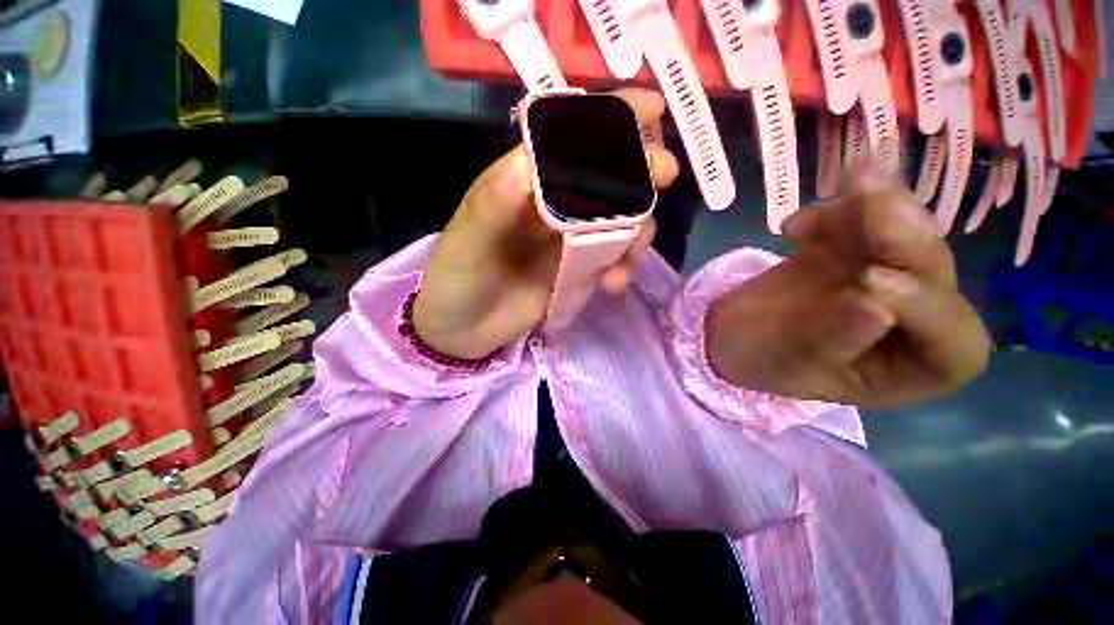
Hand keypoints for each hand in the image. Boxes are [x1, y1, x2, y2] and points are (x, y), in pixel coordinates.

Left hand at [414, 89, 679, 358]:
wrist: (463, 328)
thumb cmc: (458, 277)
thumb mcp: (469, 237)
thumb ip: (495, 201)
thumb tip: (533, 157)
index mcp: (526, 182)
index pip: (571, 140)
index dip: (611, 121)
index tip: (652, 110)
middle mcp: (553, 205)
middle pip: (606, 178)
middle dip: (639, 171)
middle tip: (664, 175)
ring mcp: (569, 239)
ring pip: (619, 220)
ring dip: (637, 227)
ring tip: (634, 248)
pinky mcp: (578, 270)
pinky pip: (611, 260)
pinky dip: (621, 268)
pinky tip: (613, 284)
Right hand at [706, 171, 989, 407]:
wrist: (727, 331)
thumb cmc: (760, 358)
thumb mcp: (791, 362)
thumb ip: (835, 338)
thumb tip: (878, 308)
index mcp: (908, 369)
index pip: (954, 347)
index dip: (927, 310)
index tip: (867, 281)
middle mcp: (911, 321)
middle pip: (934, 276)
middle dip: (905, 238)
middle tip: (868, 203)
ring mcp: (884, 277)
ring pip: (906, 235)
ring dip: (880, 206)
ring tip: (849, 183)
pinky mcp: (853, 250)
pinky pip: (862, 220)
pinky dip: (838, 209)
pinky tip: (795, 227)